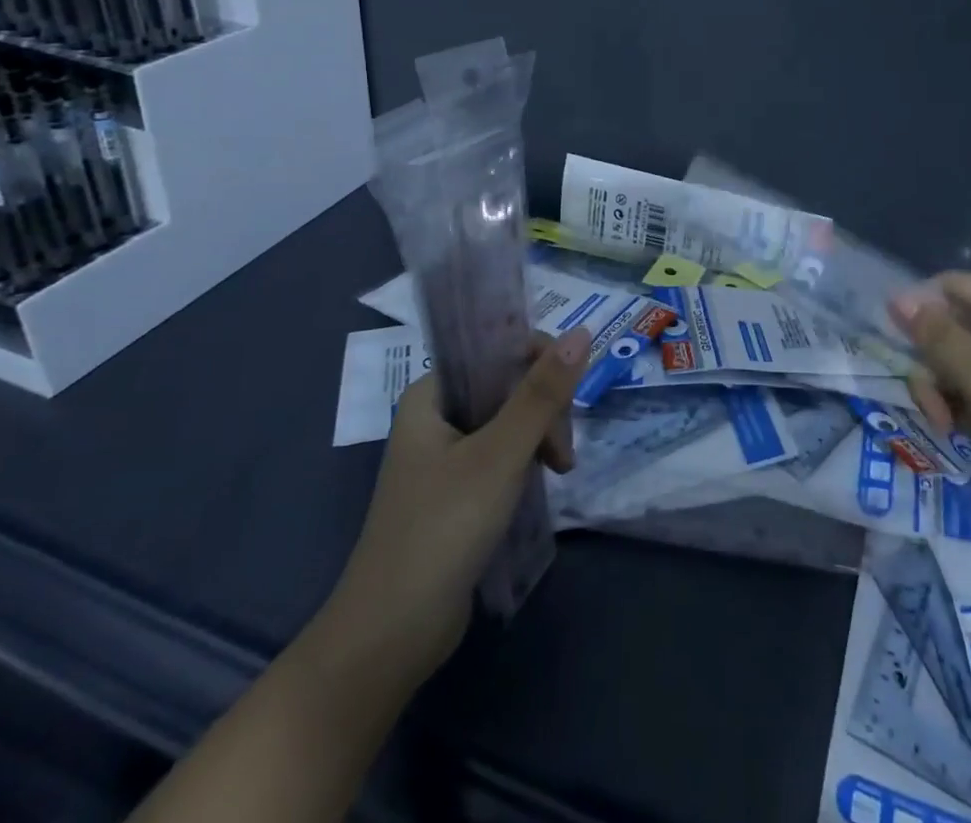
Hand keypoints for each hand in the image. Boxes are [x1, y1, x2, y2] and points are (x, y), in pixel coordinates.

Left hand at [321, 326, 590, 684]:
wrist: (388, 637)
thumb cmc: (441, 529)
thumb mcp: (499, 455)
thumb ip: (541, 394)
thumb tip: (582, 332)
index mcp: (431, 394)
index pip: (495, 349)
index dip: (538, 362)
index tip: (566, 398)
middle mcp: (435, 417)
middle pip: (506, 385)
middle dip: (543, 410)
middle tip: (562, 452)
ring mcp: (444, 457)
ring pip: (509, 422)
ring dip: (540, 438)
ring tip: (559, 471)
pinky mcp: (456, 493)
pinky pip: (502, 455)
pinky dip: (526, 462)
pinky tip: (543, 483)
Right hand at [893, 272, 970, 546]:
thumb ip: (937, 338)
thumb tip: (899, 298)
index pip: (949, 286)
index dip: (918, 309)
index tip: (896, 348)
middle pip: (952, 328)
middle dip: (933, 366)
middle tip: (933, 409)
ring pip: (963, 365)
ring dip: (947, 394)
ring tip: (951, 429)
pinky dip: (969, 410)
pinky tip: (969, 437)